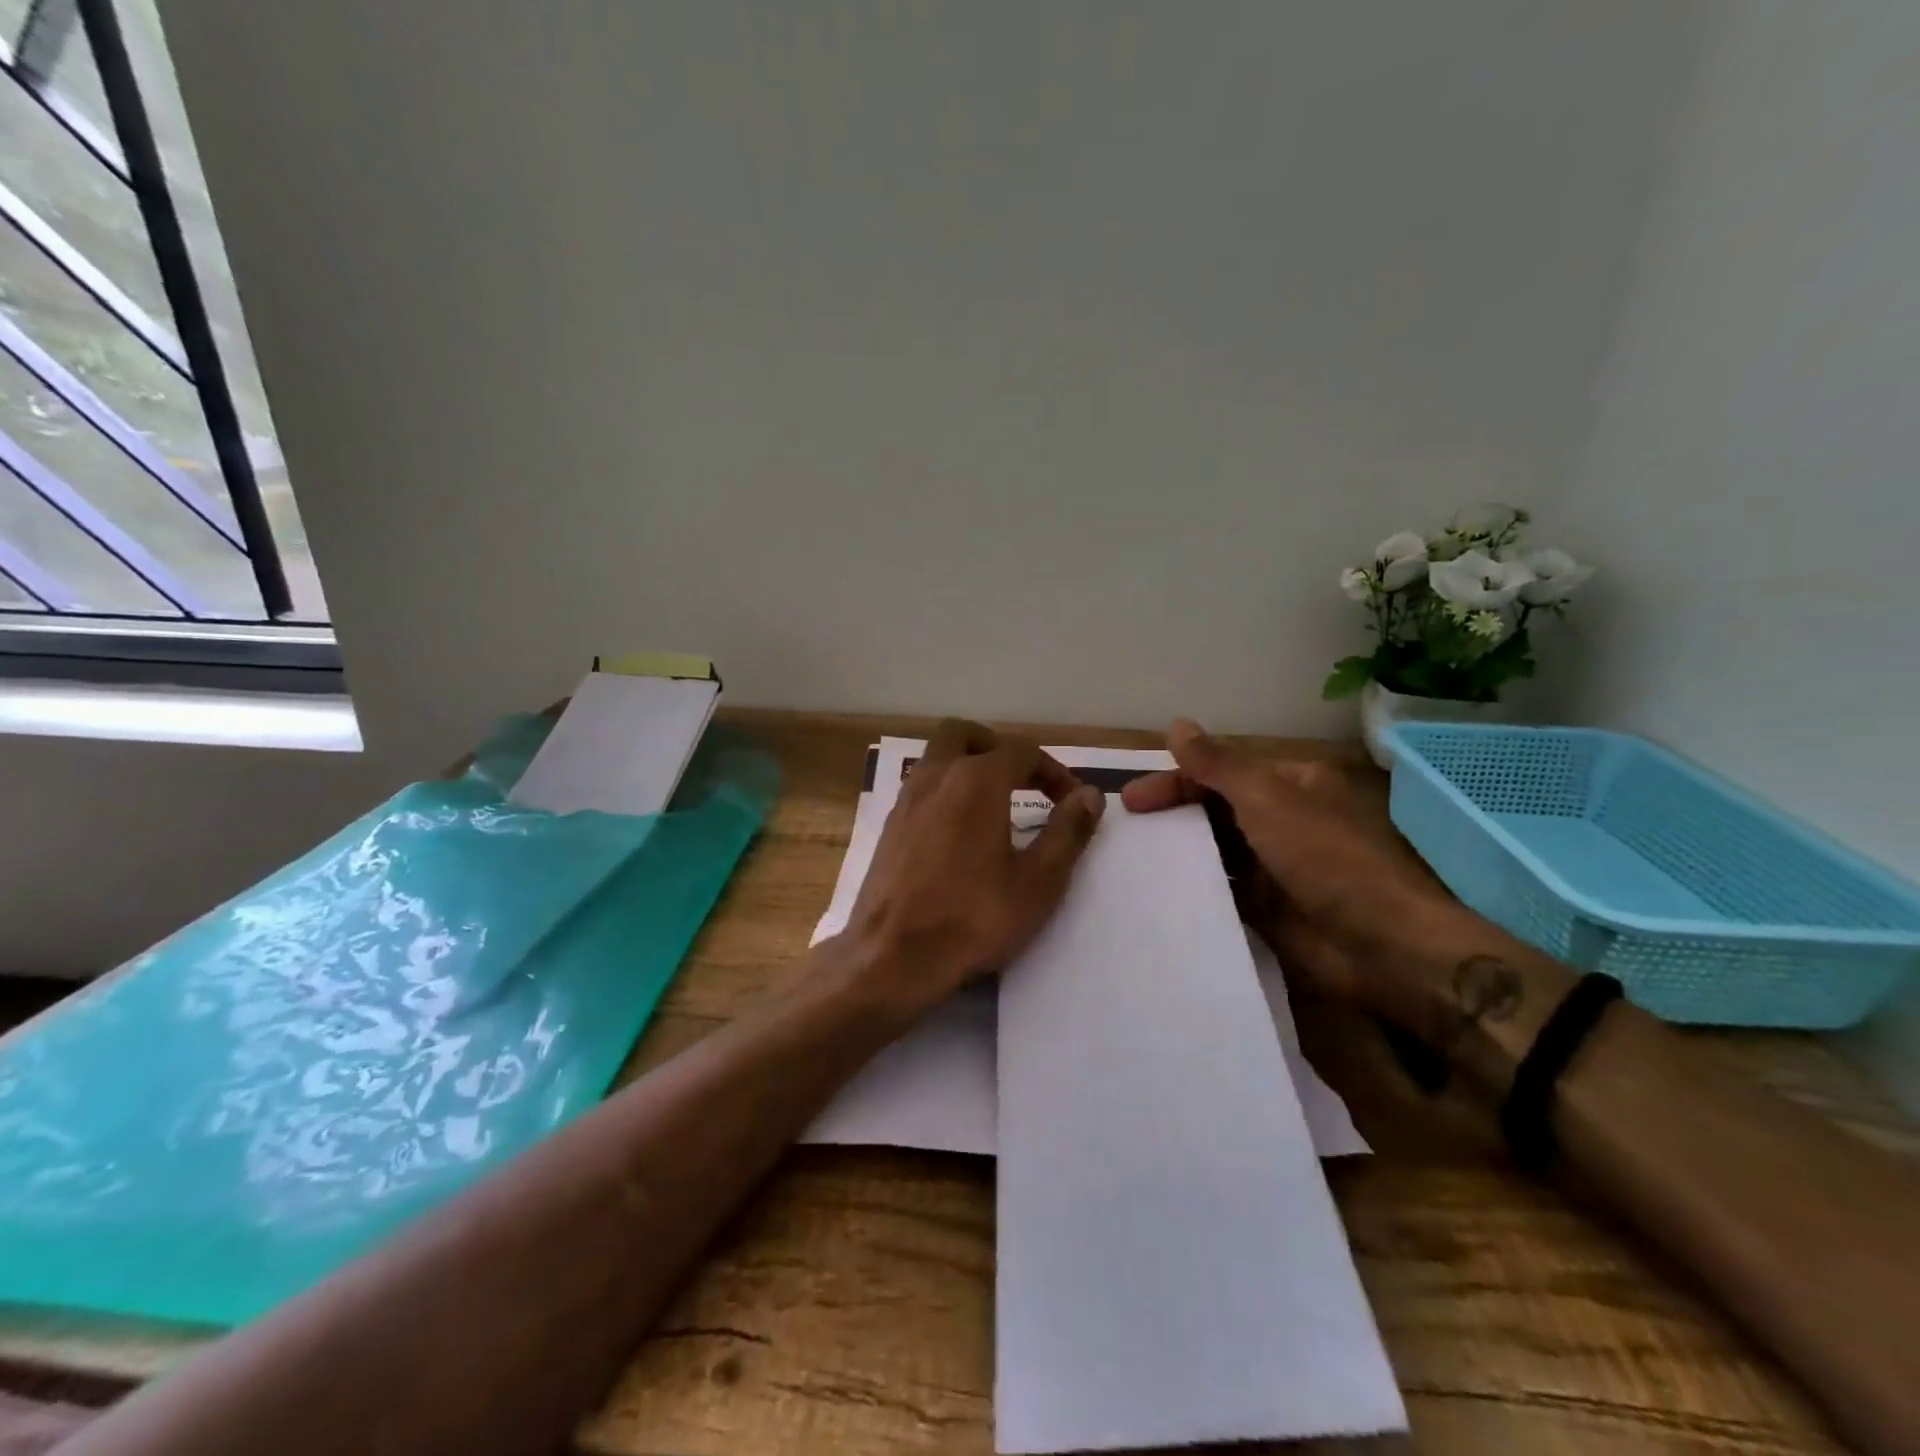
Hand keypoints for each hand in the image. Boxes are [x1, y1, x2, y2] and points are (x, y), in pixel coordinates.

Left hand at [839, 719, 1105, 1016]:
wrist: (891, 957)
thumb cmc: (973, 918)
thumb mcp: (1038, 881)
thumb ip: (1068, 832)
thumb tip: (1090, 795)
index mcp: (976, 781)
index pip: (1022, 751)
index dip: (1054, 771)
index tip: (1072, 801)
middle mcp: (936, 776)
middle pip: (966, 734)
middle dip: (1000, 749)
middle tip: (1025, 781)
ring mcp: (906, 799)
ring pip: (937, 756)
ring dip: (969, 766)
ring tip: (997, 804)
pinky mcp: (889, 826)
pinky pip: (922, 786)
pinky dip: (946, 790)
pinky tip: (961, 831)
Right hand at [1121, 718, 1464, 1033]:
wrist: (1381, 945)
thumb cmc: (1325, 858)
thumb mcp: (1267, 799)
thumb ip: (1217, 765)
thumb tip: (1176, 725)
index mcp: (1290, 784)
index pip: (1221, 772)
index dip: (1175, 780)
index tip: (1132, 800)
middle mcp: (1283, 819)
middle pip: (1216, 807)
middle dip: (1173, 813)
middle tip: (1127, 828)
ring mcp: (1277, 865)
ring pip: (1217, 848)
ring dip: (1181, 849)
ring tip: (1133, 860)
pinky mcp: (1270, 907)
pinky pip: (1223, 888)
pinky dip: (1196, 885)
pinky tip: (1161, 890)